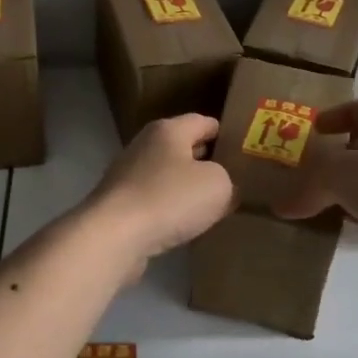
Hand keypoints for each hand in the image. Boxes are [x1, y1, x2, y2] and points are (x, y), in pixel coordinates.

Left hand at [85, 114, 235, 273]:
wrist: (114, 236)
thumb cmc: (169, 199)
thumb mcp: (218, 185)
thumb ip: (229, 181)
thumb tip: (225, 188)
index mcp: (168, 130)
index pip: (204, 121)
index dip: (226, 133)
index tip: (244, 149)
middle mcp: (145, 145)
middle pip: (182, 147)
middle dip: (206, 161)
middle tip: (233, 178)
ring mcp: (127, 175)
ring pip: (167, 175)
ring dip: (186, 187)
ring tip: (211, 204)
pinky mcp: (118, 204)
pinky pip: (154, 200)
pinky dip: (169, 209)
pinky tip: (183, 225)